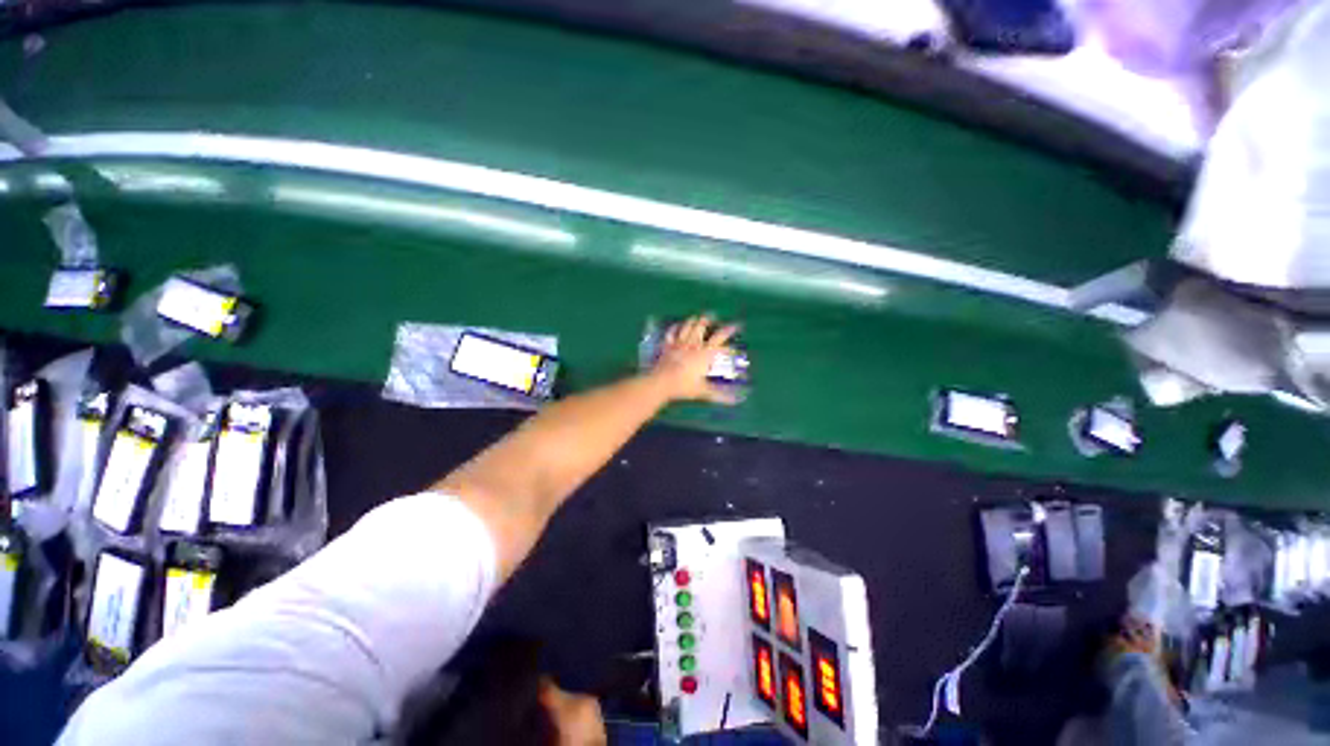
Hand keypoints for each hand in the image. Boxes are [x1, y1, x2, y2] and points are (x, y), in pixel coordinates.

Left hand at [649, 314, 741, 403]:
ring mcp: (679, 343)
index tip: (736, 326)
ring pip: (687, 326)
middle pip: (702, 327)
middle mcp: (693, 344)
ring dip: (693, 321)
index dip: (729, 331)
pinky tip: (676, 325)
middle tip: (712, 315)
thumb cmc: (684, 386)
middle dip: (708, 320)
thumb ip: (719, 395)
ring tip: (697, 317)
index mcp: (705, 354)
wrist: (661, 382)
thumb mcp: (703, 391)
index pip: (720, 339)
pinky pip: (671, 332)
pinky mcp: (667, 345)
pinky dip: (675, 327)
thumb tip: (735, 401)